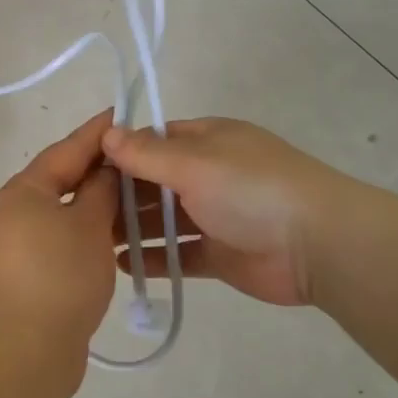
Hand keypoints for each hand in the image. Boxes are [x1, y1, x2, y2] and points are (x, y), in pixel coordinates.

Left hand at [0, 110, 120, 379]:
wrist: (29, 349)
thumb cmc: (61, 275)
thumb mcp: (90, 224)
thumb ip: (101, 189)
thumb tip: (107, 168)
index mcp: (23, 190)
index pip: (65, 150)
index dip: (96, 133)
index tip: (121, 114)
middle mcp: (13, 210)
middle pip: (60, 178)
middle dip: (97, 168)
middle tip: (135, 156)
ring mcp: (16, 243)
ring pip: (61, 210)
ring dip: (94, 201)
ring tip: (131, 194)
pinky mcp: (26, 271)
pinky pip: (59, 236)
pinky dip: (85, 229)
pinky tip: (112, 234)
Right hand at [102, 118, 341, 306]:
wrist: (318, 245)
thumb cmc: (252, 189)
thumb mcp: (194, 163)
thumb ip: (147, 154)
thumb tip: (106, 133)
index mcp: (208, 141)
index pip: (154, 141)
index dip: (120, 152)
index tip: (81, 169)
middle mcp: (210, 174)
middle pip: (155, 181)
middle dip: (121, 195)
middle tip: (79, 211)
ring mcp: (216, 216)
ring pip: (165, 220)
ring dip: (133, 228)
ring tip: (91, 241)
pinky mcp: (221, 255)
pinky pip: (179, 254)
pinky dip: (153, 258)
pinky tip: (121, 265)